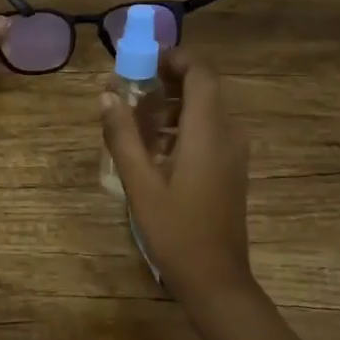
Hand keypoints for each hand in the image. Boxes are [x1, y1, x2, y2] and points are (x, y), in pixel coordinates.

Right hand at [101, 48, 255, 301]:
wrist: (216, 280)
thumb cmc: (176, 230)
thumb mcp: (140, 183)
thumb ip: (122, 135)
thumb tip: (107, 94)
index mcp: (208, 131)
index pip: (201, 73)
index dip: (175, 59)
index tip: (143, 63)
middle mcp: (227, 133)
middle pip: (203, 88)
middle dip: (168, 81)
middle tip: (132, 90)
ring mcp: (233, 152)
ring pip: (206, 110)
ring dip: (174, 105)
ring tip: (137, 119)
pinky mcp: (231, 168)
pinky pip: (209, 131)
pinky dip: (183, 126)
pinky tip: (156, 148)